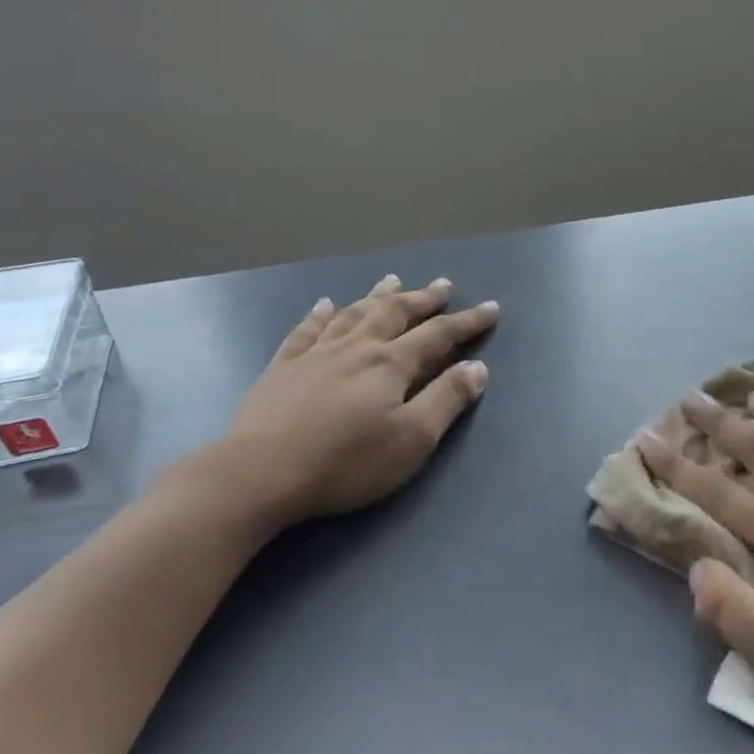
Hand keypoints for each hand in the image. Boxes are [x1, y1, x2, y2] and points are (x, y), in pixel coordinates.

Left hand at [177, 274, 497, 533]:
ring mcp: (315, 354)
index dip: (467, 322)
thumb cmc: (346, 462)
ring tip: (393, 280)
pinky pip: (306, 331)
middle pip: (395, 313)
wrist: (261, 472)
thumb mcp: (412, 439)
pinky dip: (319, 315)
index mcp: (390, 364)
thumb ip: (446, 400)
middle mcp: (356, 348)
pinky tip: (324, 305)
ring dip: (377, 296)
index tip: (491, 308)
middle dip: (423, 298)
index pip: (438, 335)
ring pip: (353, 314)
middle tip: (442, 284)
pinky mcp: (282, 368)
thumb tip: (477, 367)